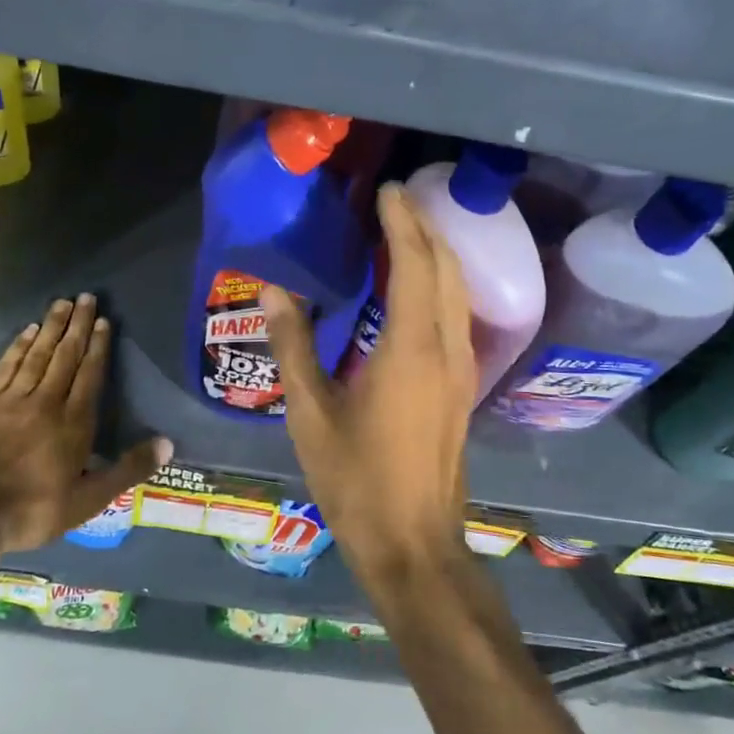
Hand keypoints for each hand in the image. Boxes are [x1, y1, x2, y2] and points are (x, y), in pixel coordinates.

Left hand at [0, 294, 170, 553]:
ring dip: (51, 327)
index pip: (89, 375)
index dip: (98, 346)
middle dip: (78, 326)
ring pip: (36, 355)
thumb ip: (127, 470)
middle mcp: (45, 402)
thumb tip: (168, 443)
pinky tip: (27, 331)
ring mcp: (10, 400)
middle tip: (87, 297)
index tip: (104, 321)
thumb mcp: (88, 501)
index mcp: (73, 424)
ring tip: (62, 303)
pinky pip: (6, 366)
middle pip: (64, 356)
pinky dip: (18, 346)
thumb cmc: (32, 511)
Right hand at [260, 185, 476, 590]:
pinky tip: (415, 286)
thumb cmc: (357, 480)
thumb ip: (293, 346)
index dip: (403, 222)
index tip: (386, 190)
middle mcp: (447, 348)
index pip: (415, 264)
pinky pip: (457, 315)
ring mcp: (461, 368)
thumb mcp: (311, 413)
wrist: (414, 543)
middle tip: (394, 200)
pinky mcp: (460, 386)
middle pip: (446, 269)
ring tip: (405, 230)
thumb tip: (273, 291)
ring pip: (458, 291)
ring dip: (436, 253)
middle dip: (425, 227)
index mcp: (412, 348)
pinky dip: (440, 284)